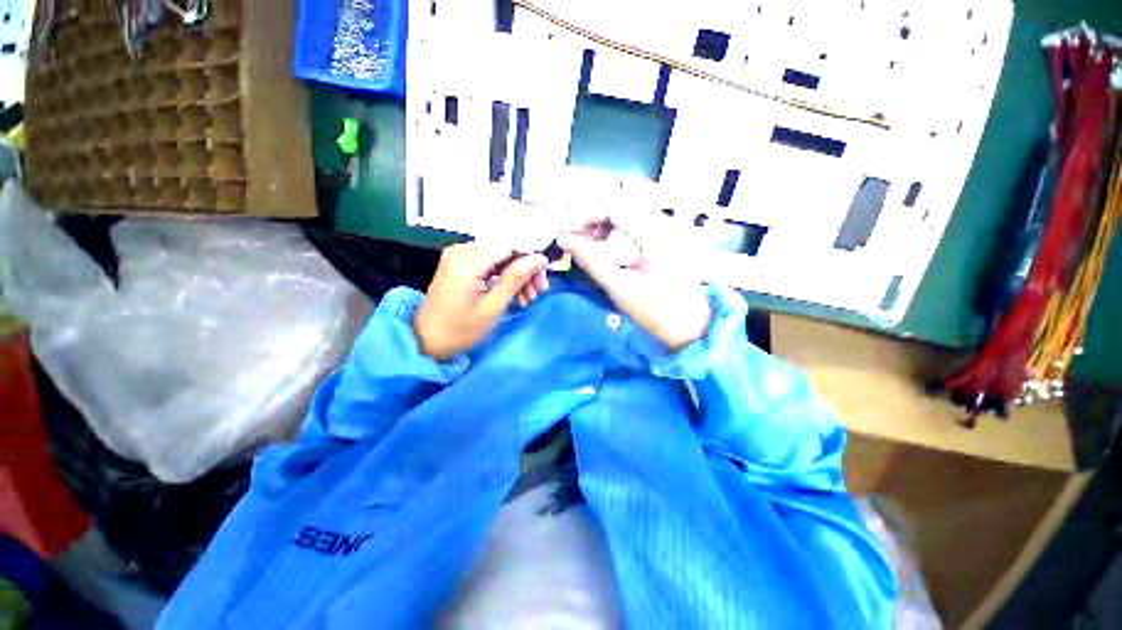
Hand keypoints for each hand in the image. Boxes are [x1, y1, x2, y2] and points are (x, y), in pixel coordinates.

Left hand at [415, 243, 548, 360]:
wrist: (427, 341)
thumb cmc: (460, 330)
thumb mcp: (493, 307)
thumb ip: (516, 279)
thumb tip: (540, 259)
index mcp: (467, 261)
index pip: (509, 245)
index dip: (531, 257)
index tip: (544, 278)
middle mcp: (462, 251)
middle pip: (506, 250)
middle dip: (526, 269)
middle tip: (539, 291)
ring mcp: (460, 256)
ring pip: (501, 257)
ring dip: (518, 275)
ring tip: (528, 298)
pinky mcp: (461, 264)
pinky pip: (490, 263)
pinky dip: (504, 277)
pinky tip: (515, 294)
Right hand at [558, 216, 711, 350]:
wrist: (691, 325)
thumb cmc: (655, 310)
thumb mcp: (619, 288)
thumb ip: (591, 261)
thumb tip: (565, 240)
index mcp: (655, 235)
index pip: (617, 207)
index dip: (591, 215)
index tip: (574, 233)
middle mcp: (666, 224)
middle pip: (625, 207)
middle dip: (599, 220)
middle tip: (583, 240)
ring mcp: (672, 230)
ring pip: (633, 214)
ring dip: (610, 225)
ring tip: (595, 245)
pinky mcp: (672, 239)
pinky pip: (642, 224)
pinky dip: (623, 231)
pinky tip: (615, 248)